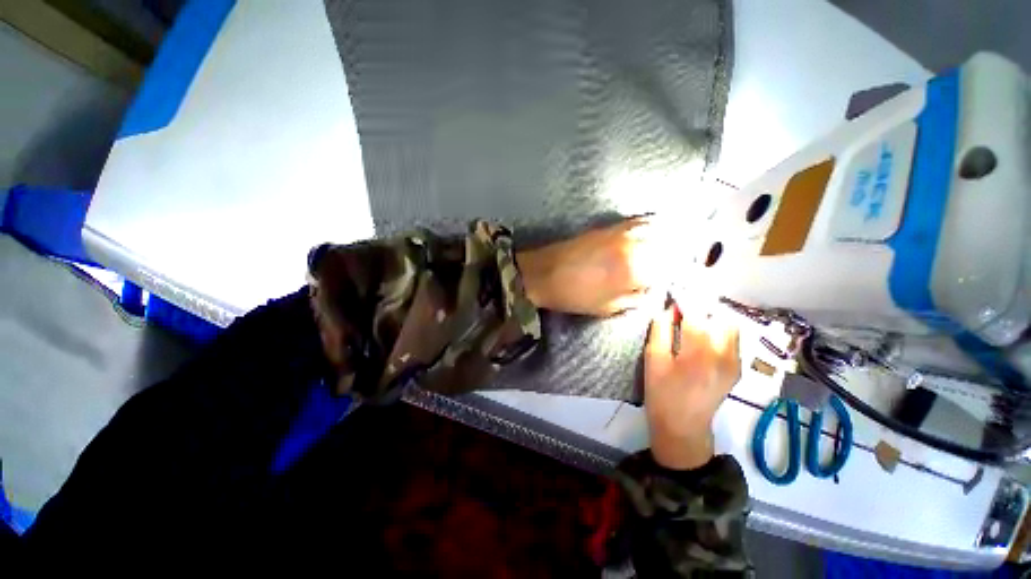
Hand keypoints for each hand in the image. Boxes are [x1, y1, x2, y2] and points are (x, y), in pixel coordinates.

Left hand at [516, 218, 663, 315]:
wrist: (542, 274)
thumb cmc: (573, 296)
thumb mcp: (607, 307)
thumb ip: (635, 299)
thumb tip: (652, 291)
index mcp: (633, 271)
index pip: (666, 271)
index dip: (670, 278)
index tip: (670, 282)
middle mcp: (632, 247)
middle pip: (666, 249)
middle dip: (671, 259)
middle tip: (671, 267)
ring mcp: (620, 233)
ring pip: (655, 232)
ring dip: (665, 240)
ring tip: (669, 249)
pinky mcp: (607, 227)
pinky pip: (637, 222)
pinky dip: (649, 226)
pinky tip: (652, 232)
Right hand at [645, 300, 740, 469]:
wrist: (684, 427)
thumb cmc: (662, 393)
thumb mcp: (653, 360)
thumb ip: (661, 330)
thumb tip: (668, 308)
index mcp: (700, 352)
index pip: (697, 313)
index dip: (685, 298)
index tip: (674, 291)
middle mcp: (724, 354)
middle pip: (719, 316)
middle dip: (701, 307)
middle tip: (681, 310)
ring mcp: (735, 362)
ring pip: (729, 326)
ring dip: (711, 318)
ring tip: (691, 321)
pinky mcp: (737, 368)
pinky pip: (731, 339)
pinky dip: (717, 330)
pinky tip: (701, 337)